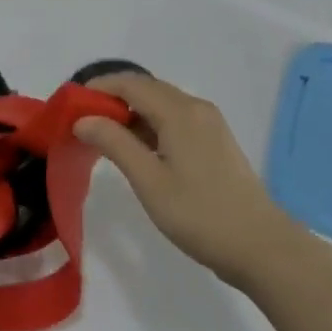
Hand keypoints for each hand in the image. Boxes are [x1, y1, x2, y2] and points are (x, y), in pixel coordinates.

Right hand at [74, 73, 289, 288]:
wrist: (261, 247)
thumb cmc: (200, 215)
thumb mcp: (149, 181)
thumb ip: (114, 144)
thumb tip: (83, 119)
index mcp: (179, 111)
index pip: (129, 83)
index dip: (97, 88)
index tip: (70, 106)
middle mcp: (195, 107)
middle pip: (145, 89)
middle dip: (111, 99)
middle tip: (81, 123)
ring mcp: (209, 123)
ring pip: (160, 104)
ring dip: (130, 114)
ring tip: (102, 138)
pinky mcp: (214, 141)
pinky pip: (174, 119)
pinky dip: (149, 126)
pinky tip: (136, 150)